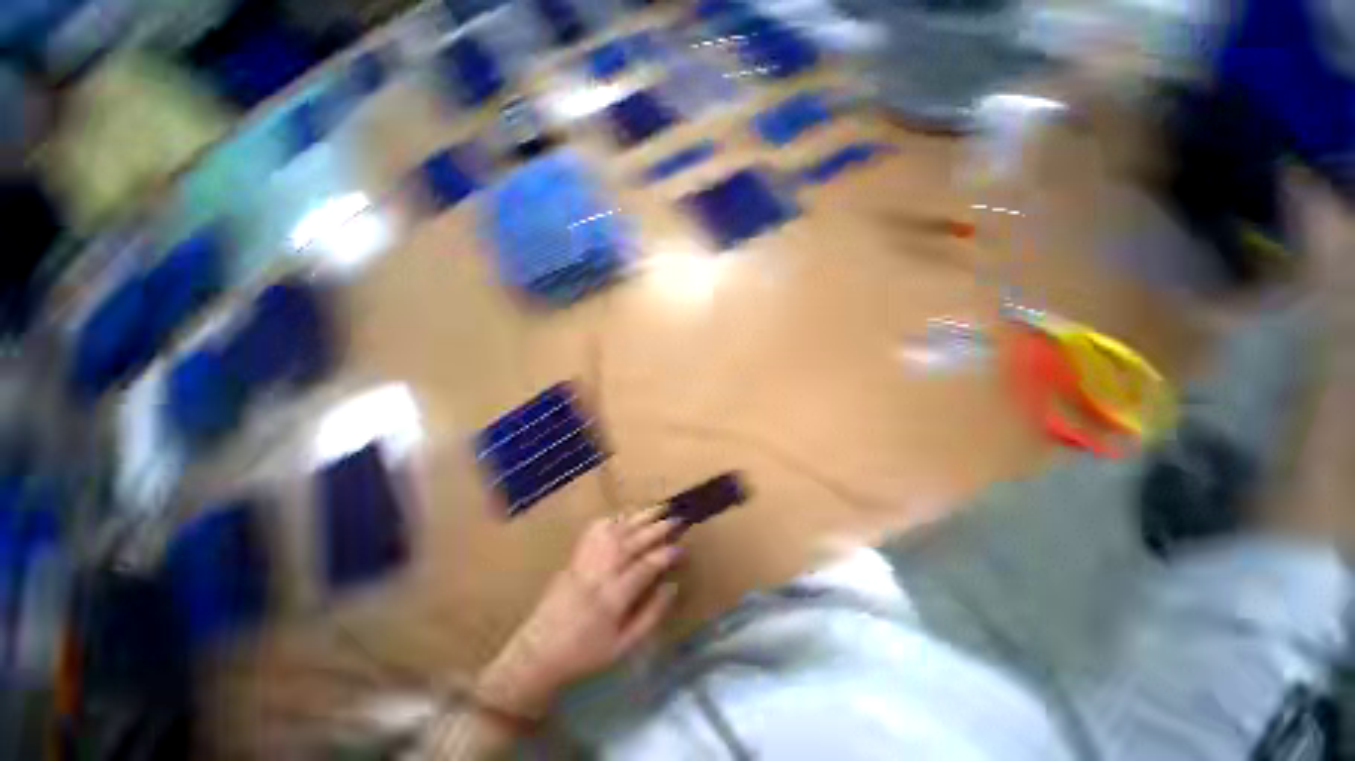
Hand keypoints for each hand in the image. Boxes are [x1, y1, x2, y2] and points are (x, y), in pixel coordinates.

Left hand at [475, 508, 681, 718]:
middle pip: (627, 543)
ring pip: (608, 534)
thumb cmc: (586, 655)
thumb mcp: (624, 645)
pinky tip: (620, 517)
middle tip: (676, 518)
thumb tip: (671, 588)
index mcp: (612, 598)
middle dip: (653, 529)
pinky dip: (608, 523)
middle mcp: (595, 576)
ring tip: (654, 509)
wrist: (539, 652)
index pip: (644, 567)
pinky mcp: (568, 564)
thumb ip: (650, 615)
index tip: (682, 548)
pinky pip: (589, 536)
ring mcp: (579, 566)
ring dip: (633, 519)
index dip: (665, 555)